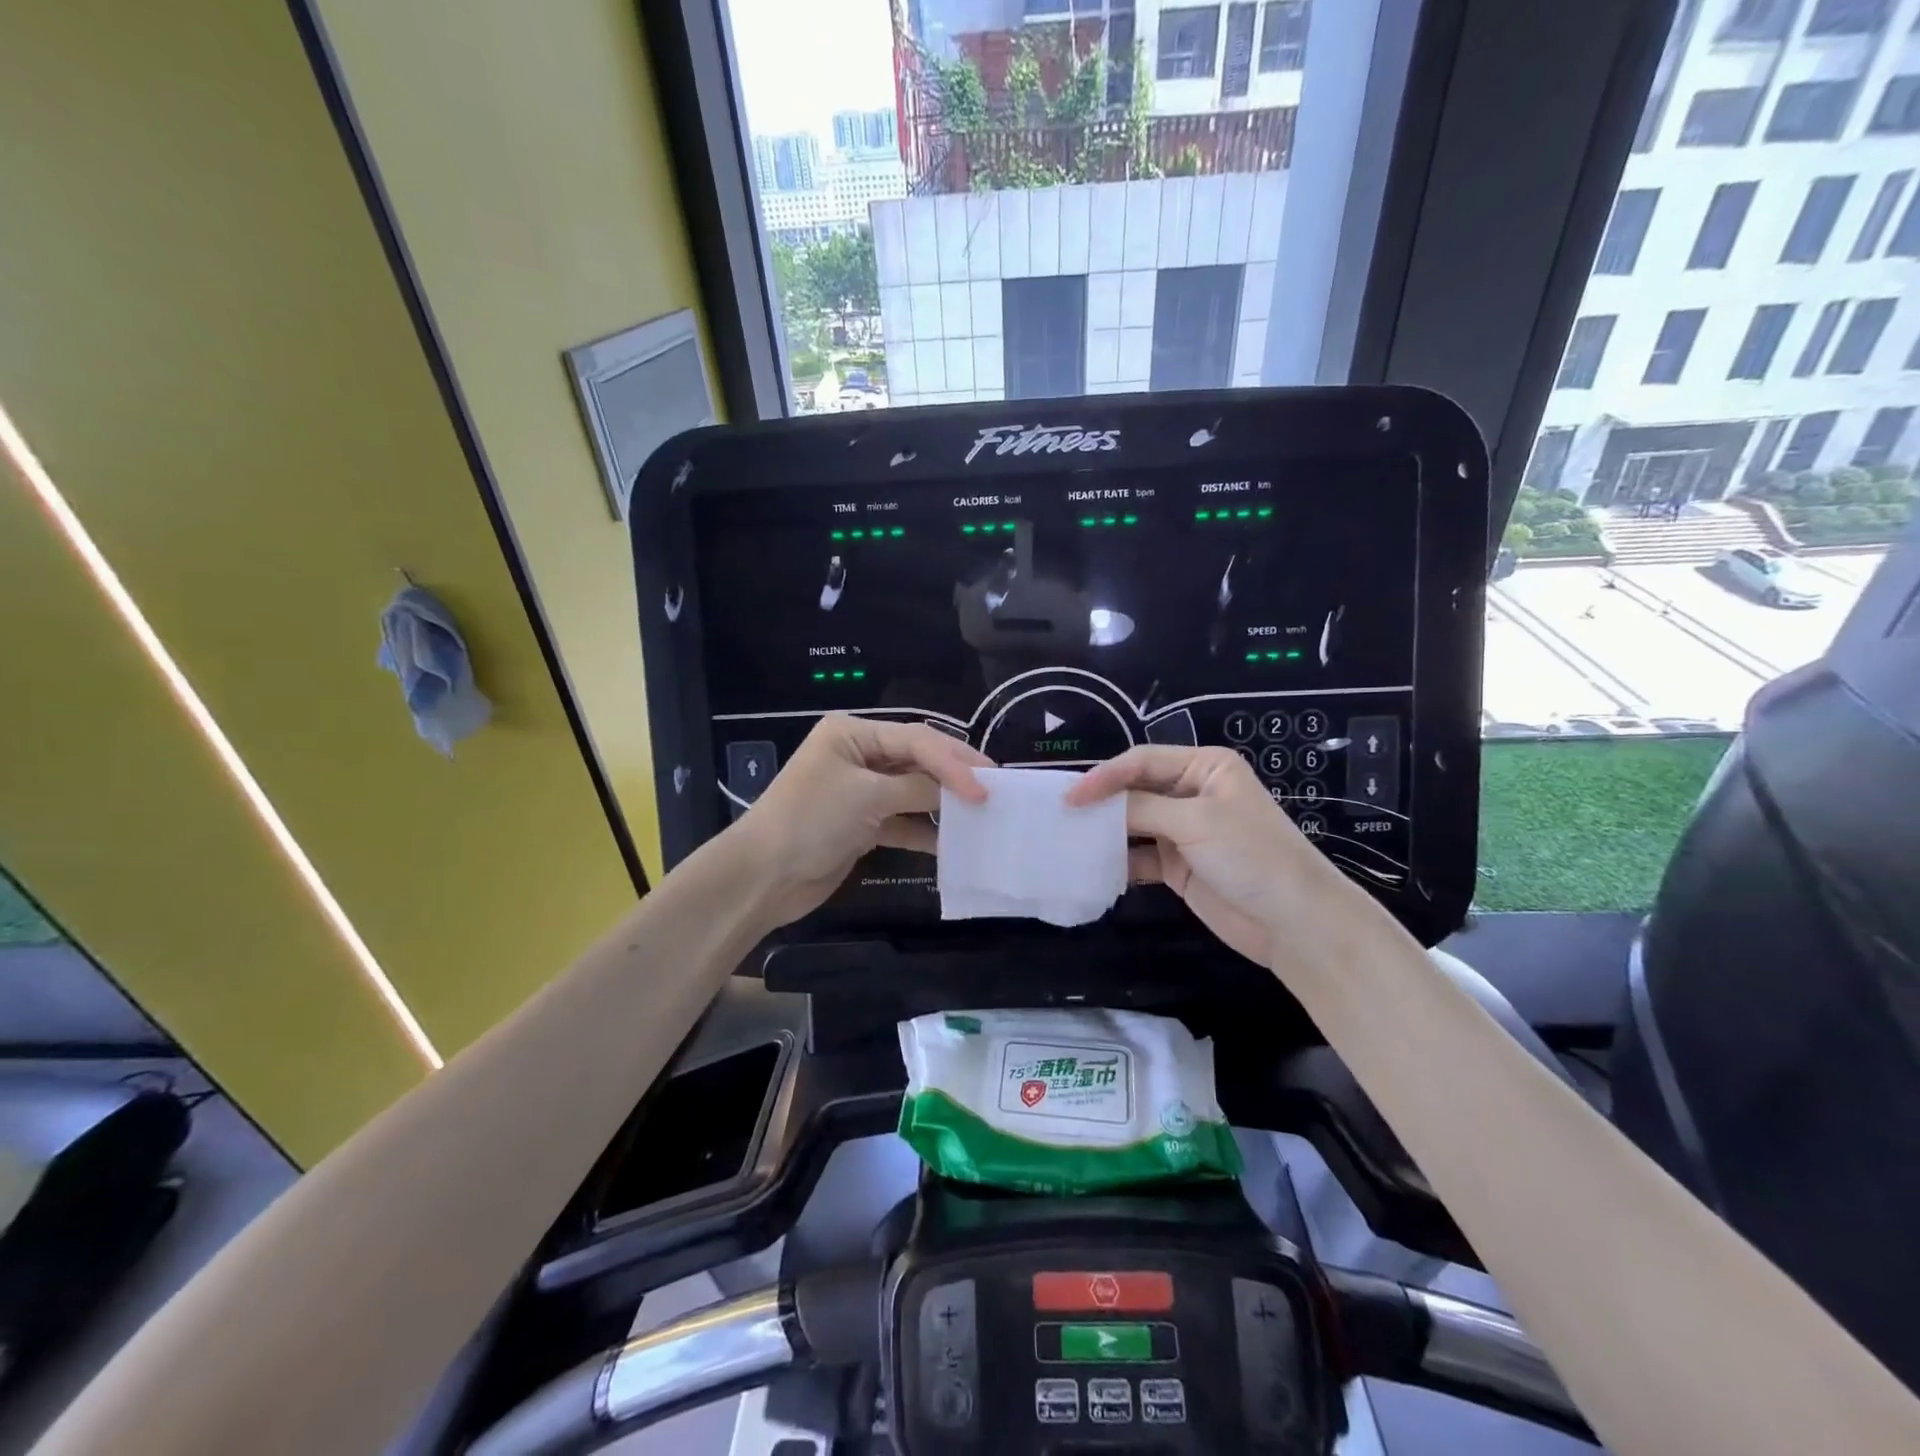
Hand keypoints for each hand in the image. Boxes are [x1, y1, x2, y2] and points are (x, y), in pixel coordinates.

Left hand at [730, 714, 990, 926]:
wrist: (763, 877)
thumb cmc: (811, 821)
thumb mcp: (867, 796)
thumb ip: (917, 789)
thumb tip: (960, 792)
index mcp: (853, 734)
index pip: (916, 739)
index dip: (953, 761)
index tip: (985, 787)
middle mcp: (858, 756)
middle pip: (917, 760)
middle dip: (953, 776)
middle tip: (994, 790)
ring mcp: (860, 792)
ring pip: (913, 792)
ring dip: (942, 804)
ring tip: (980, 815)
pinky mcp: (862, 825)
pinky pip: (902, 822)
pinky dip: (924, 832)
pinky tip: (952, 844)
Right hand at [1066, 744, 1355, 969]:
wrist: (1294, 922)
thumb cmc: (1252, 855)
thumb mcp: (1197, 821)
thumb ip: (1142, 809)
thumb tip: (1096, 806)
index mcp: (1205, 767)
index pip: (1143, 761)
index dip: (1105, 776)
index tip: (1071, 797)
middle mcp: (1192, 793)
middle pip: (1136, 790)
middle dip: (1102, 801)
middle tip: (1061, 815)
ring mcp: (1185, 831)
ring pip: (1134, 823)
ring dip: (1106, 831)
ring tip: (1069, 838)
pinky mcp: (1178, 866)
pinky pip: (1139, 856)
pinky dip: (1118, 861)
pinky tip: (1093, 866)